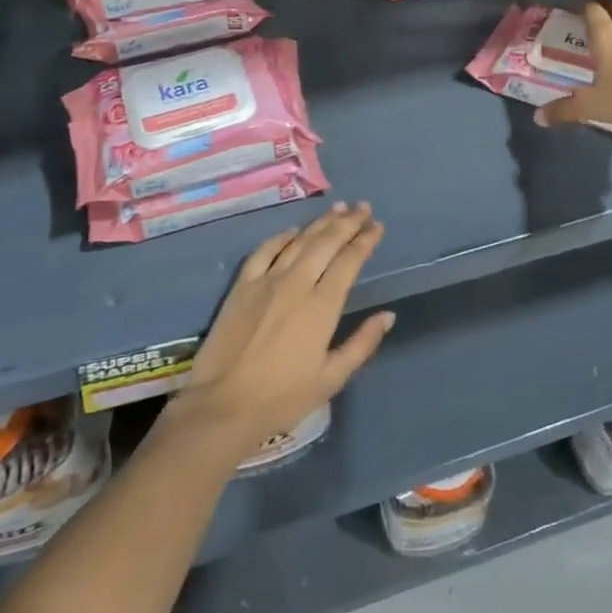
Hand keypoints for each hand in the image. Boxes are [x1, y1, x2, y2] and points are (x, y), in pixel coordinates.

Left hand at [168, 203, 390, 464]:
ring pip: (299, 241)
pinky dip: (282, 237)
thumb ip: (362, 343)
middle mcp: (297, 283)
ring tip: (338, 209)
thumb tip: (388, 315)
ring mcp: (267, 280)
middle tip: (363, 208)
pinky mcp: (242, 285)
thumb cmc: (283, 397)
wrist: (224, 404)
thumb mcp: (331, 378)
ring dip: (320, 223)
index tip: (377, 226)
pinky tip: (293, 231)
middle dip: (348, 222)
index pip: (349, 260)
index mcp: (322, 305)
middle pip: (326, 242)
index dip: (365, 240)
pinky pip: (265, 250)